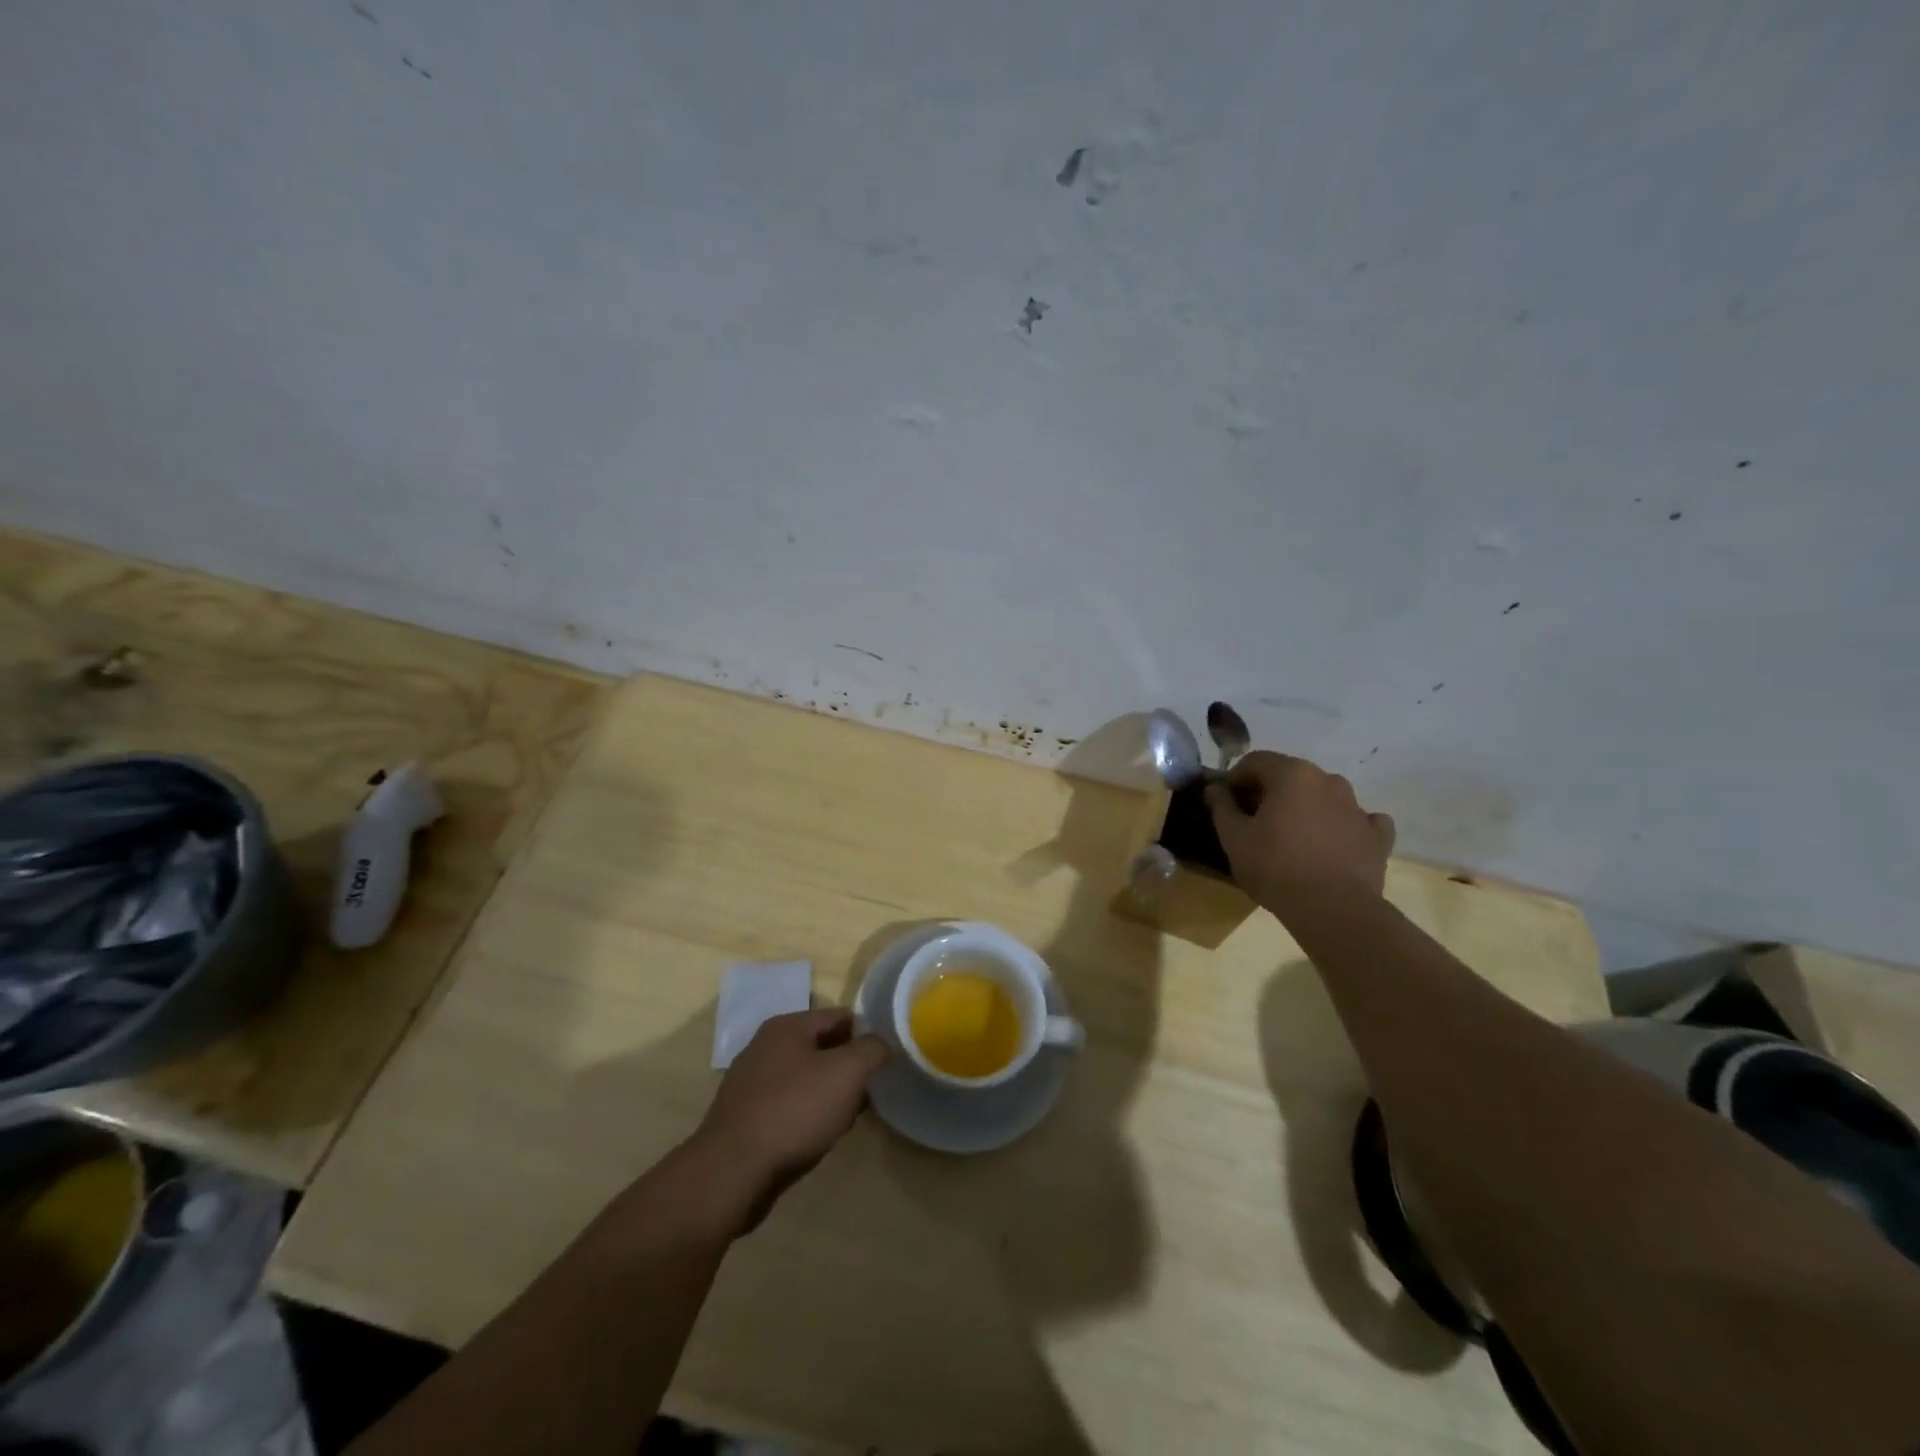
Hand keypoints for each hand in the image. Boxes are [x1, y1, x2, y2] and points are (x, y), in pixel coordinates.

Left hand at [685, 1008, 887, 1233]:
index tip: (888, 1057)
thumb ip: (871, 1050)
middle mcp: (765, 1047)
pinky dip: (808, 1114)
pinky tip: (820, 1135)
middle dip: (849, 1066)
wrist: (732, 1173)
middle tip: (873, 1089)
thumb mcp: (847, 1072)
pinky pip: (788, 1105)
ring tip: (851, 1116)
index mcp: (787, 1026)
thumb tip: (882, 1043)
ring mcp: (751, 1083)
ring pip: (805, 1078)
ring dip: (830, 1093)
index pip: (840, 1016)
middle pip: (822, 1046)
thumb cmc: (794, 1111)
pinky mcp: (745, 1117)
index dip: (868, 1033)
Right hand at [1205, 750, 1395, 910]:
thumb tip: (1215, 788)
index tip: (1226, 803)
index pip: (1255, 761)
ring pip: (1324, 796)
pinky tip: (1333, 843)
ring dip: (1305, 807)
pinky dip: (1342, 826)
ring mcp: (1357, 807)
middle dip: (1269, 792)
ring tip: (1291, 837)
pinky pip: (1358, 820)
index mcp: (1292, 774)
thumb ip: (1222, 806)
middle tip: (1254, 821)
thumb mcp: (1234, 838)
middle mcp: (1328, 780)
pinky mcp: (1377, 836)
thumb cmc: (1275, 867)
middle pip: (1290, 776)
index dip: (1235, 779)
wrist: (1334, 910)